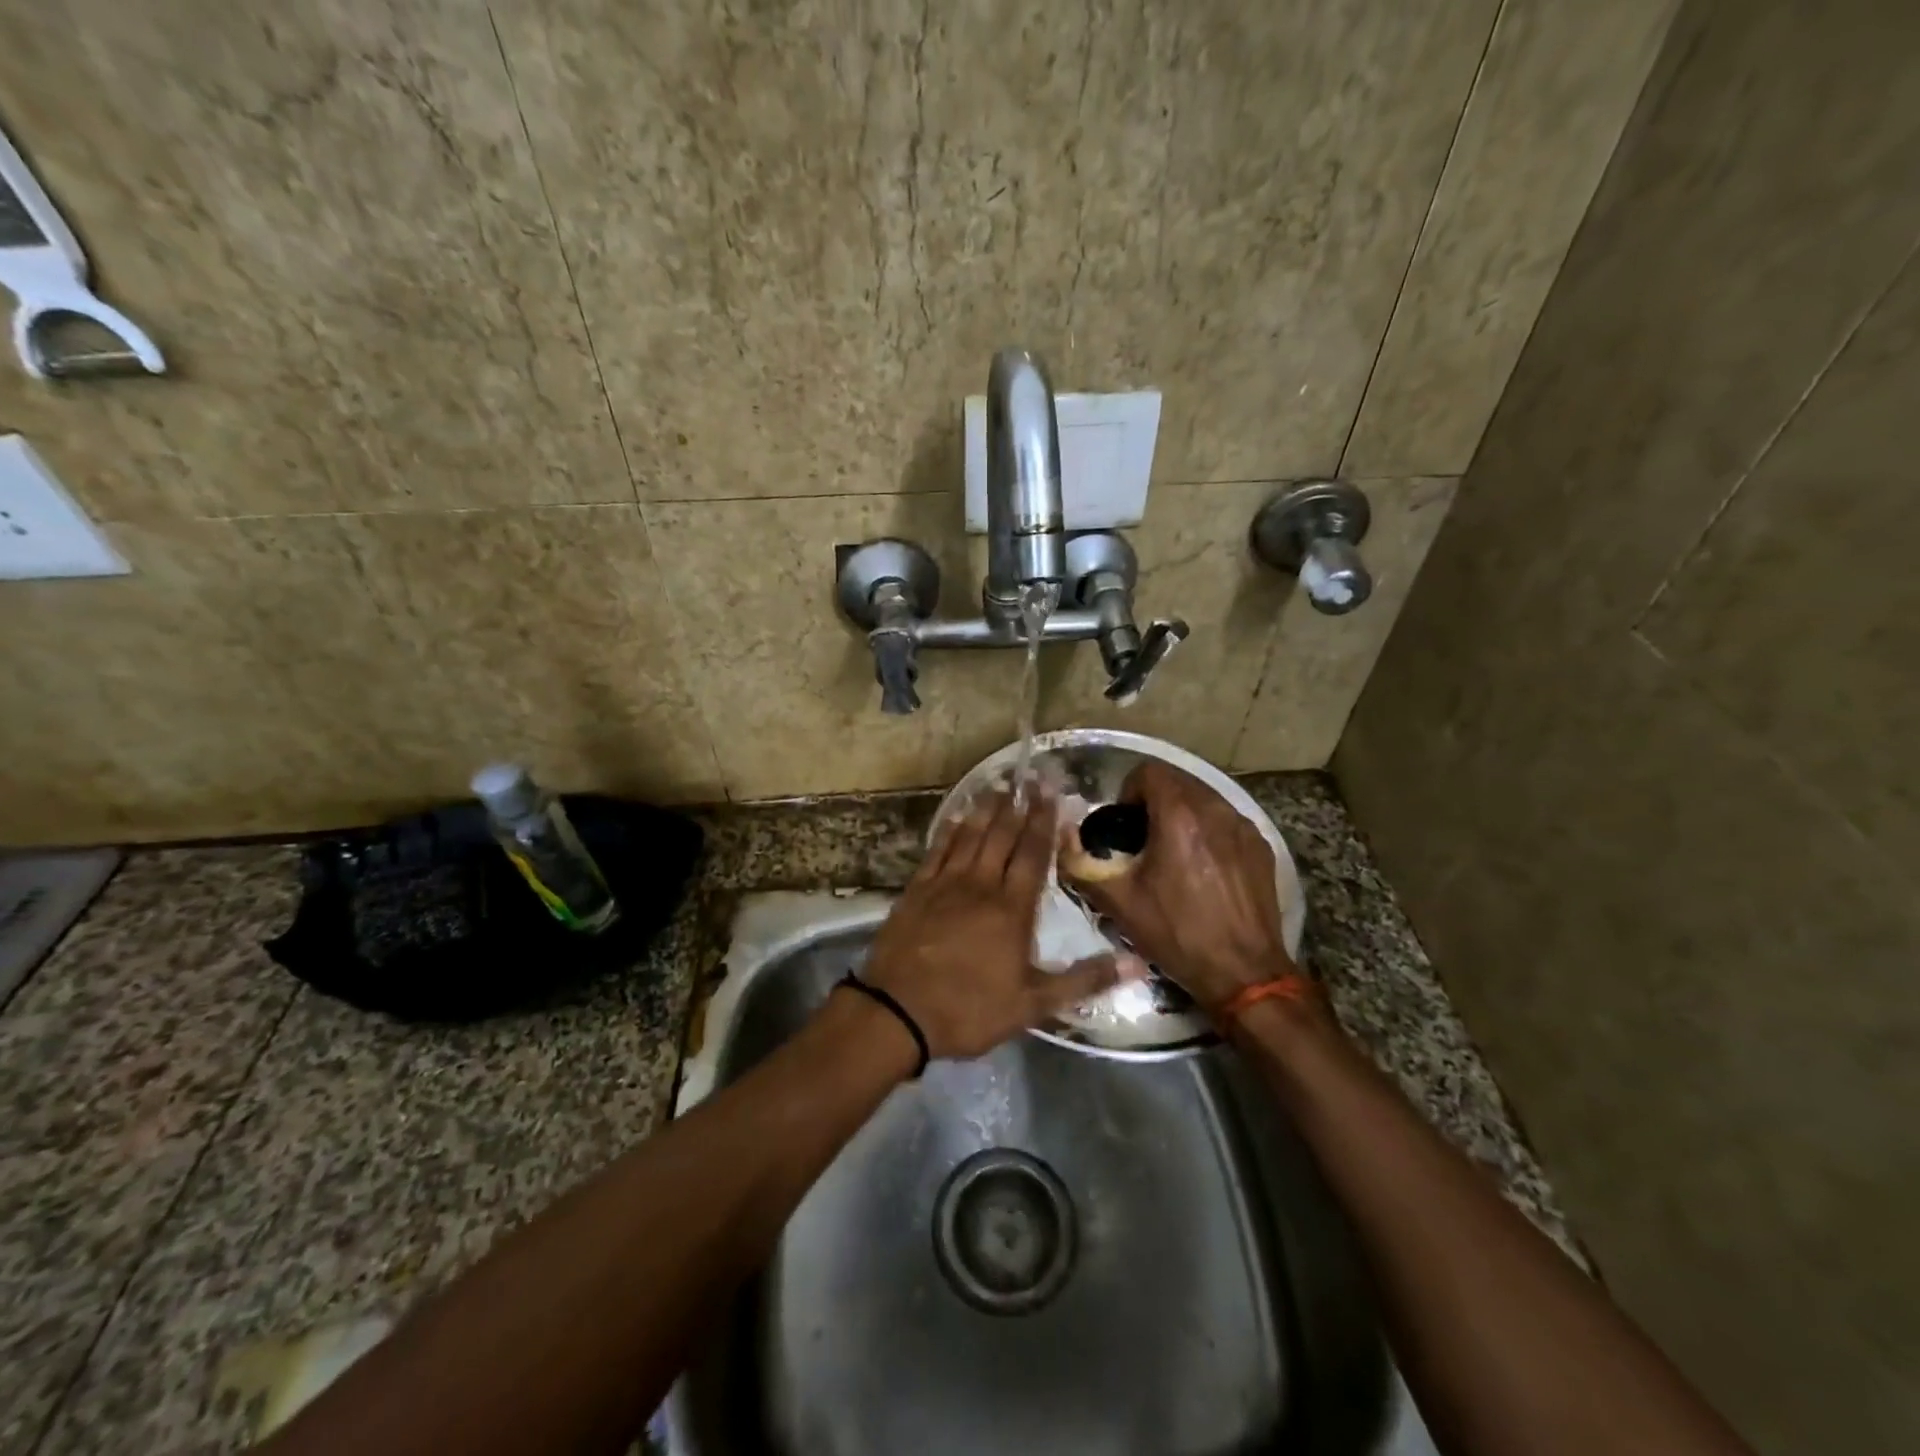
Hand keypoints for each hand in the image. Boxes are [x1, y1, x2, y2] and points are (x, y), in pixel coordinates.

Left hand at [860, 787, 1121, 1060]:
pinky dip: (950, 829)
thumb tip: (1138, 966)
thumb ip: (1085, 981)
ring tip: (999, 784)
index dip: (1045, 822)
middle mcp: (980, 885)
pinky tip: (957, 814)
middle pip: (1003, 836)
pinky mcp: (917, 889)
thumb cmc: (969, 1009)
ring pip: (970, 836)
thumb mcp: (1033, 1005)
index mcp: (1012, 909)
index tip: (1053, 793)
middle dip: (1020, 805)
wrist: (897, 1012)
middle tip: (1031, 777)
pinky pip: (938, 849)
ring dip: (986, 808)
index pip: (1033, 854)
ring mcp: (945, 883)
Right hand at [1059, 760, 1294, 1013]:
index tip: (1122, 824)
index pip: (1149, 771)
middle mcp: (1215, 809)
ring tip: (1171, 851)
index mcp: (1179, 816)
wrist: (1244, 972)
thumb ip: (1081, 865)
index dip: (1128, 790)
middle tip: (1141, 838)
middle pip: (1177, 780)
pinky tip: (1202, 867)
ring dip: (1181, 813)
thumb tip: (1061, 838)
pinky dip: (1208, 830)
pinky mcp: (1260, 846)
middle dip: (1154, 800)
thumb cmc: (1178, 934)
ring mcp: (1243, 827)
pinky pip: (1226, 820)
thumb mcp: (1119, 903)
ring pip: (1204, 797)